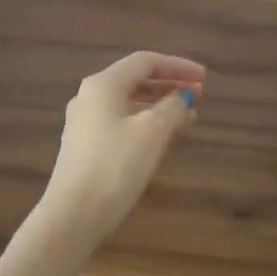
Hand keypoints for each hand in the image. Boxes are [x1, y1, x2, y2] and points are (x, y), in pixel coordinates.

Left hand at [39, 51, 204, 243]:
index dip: (177, 65)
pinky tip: (160, 139)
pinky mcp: (83, 147)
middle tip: (198, 95)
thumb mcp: (152, 133)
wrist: (73, 214)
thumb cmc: (115, 166)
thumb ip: (173, 108)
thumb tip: (184, 96)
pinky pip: (118, 122)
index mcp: (103, 84)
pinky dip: (143, 123)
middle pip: (134, 79)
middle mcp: (88, 96)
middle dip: (168, 84)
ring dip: (158, 105)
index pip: (145, 61)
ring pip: (126, 103)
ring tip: (186, 118)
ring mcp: (82, 123)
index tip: (203, 78)